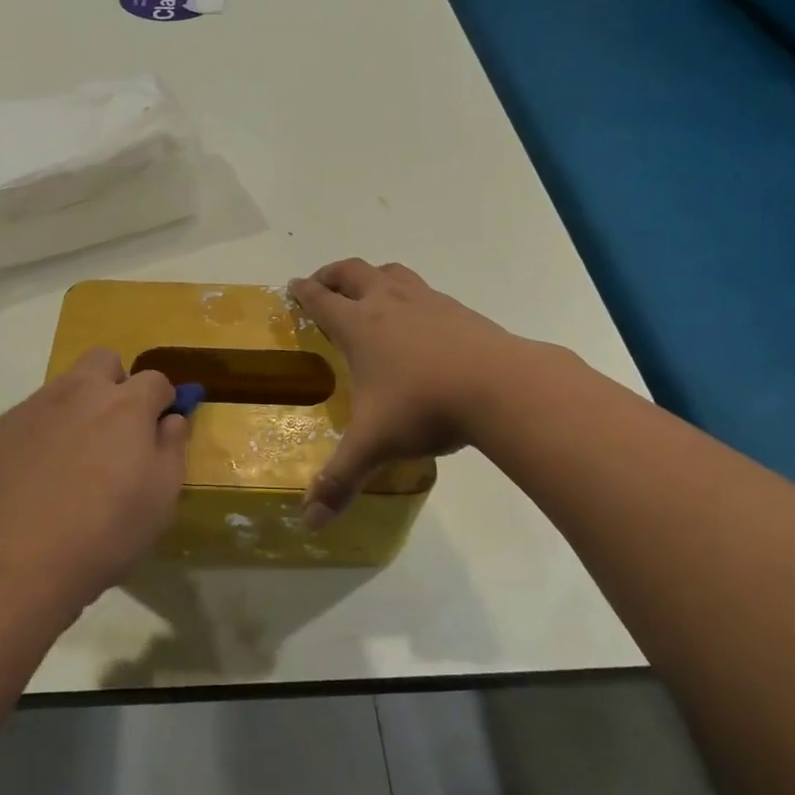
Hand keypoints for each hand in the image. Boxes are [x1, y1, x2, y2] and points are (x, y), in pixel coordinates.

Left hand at [0, 348, 189, 607]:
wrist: (20, 562)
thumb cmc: (106, 531)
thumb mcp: (161, 496)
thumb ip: (172, 446)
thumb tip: (171, 418)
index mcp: (125, 404)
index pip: (155, 379)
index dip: (162, 401)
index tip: (158, 428)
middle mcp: (80, 390)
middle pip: (104, 360)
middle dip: (116, 383)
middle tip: (116, 428)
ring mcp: (36, 405)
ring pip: (65, 386)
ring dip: (78, 407)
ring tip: (74, 459)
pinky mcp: (2, 427)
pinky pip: (33, 415)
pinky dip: (44, 432)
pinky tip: (39, 476)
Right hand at [290, 259, 529, 525]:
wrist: (501, 386)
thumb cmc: (424, 406)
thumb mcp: (375, 444)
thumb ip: (340, 480)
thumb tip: (310, 522)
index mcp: (359, 325)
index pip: (321, 299)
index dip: (303, 291)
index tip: (293, 286)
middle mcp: (388, 302)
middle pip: (352, 271)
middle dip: (332, 275)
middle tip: (322, 285)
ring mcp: (426, 301)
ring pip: (390, 272)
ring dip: (371, 277)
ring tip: (368, 293)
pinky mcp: (458, 309)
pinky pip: (424, 291)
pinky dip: (409, 296)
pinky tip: (419, 323)